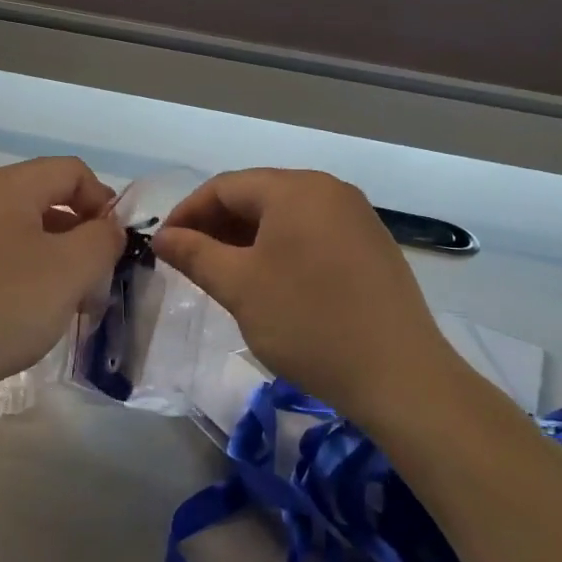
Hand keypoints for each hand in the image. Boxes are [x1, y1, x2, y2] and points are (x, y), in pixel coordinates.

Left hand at [0, 157, 126, 404]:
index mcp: (10, 185)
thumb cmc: (2, 305)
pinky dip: (28, 275)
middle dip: (83, 236)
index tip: (116, 248)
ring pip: (27, 232)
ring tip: (70, 303)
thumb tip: (108, 227)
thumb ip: (102, 239)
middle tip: (98, 279)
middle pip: (49, 200)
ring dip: (58, 260)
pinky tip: (31, 313)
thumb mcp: (70, 270)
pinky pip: (2, 256)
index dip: (104, 202)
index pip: (73, 172)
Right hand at [153, 169, 461, 414]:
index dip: (187, 213)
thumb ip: (195, 254)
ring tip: (223, 273)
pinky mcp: (371, 246)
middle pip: (257, 195)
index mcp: (296, 189)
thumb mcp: (239, 287)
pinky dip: (280, 249)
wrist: (399, 375)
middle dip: (216, 225)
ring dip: (246, 238)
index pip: (225, 186)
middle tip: (189, 262)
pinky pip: (312, 233)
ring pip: (285, 216)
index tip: (163, 246)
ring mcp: (356, 217)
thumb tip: (162, 237)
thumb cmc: (308, 322)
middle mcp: (329, 190)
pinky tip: (269, 281)